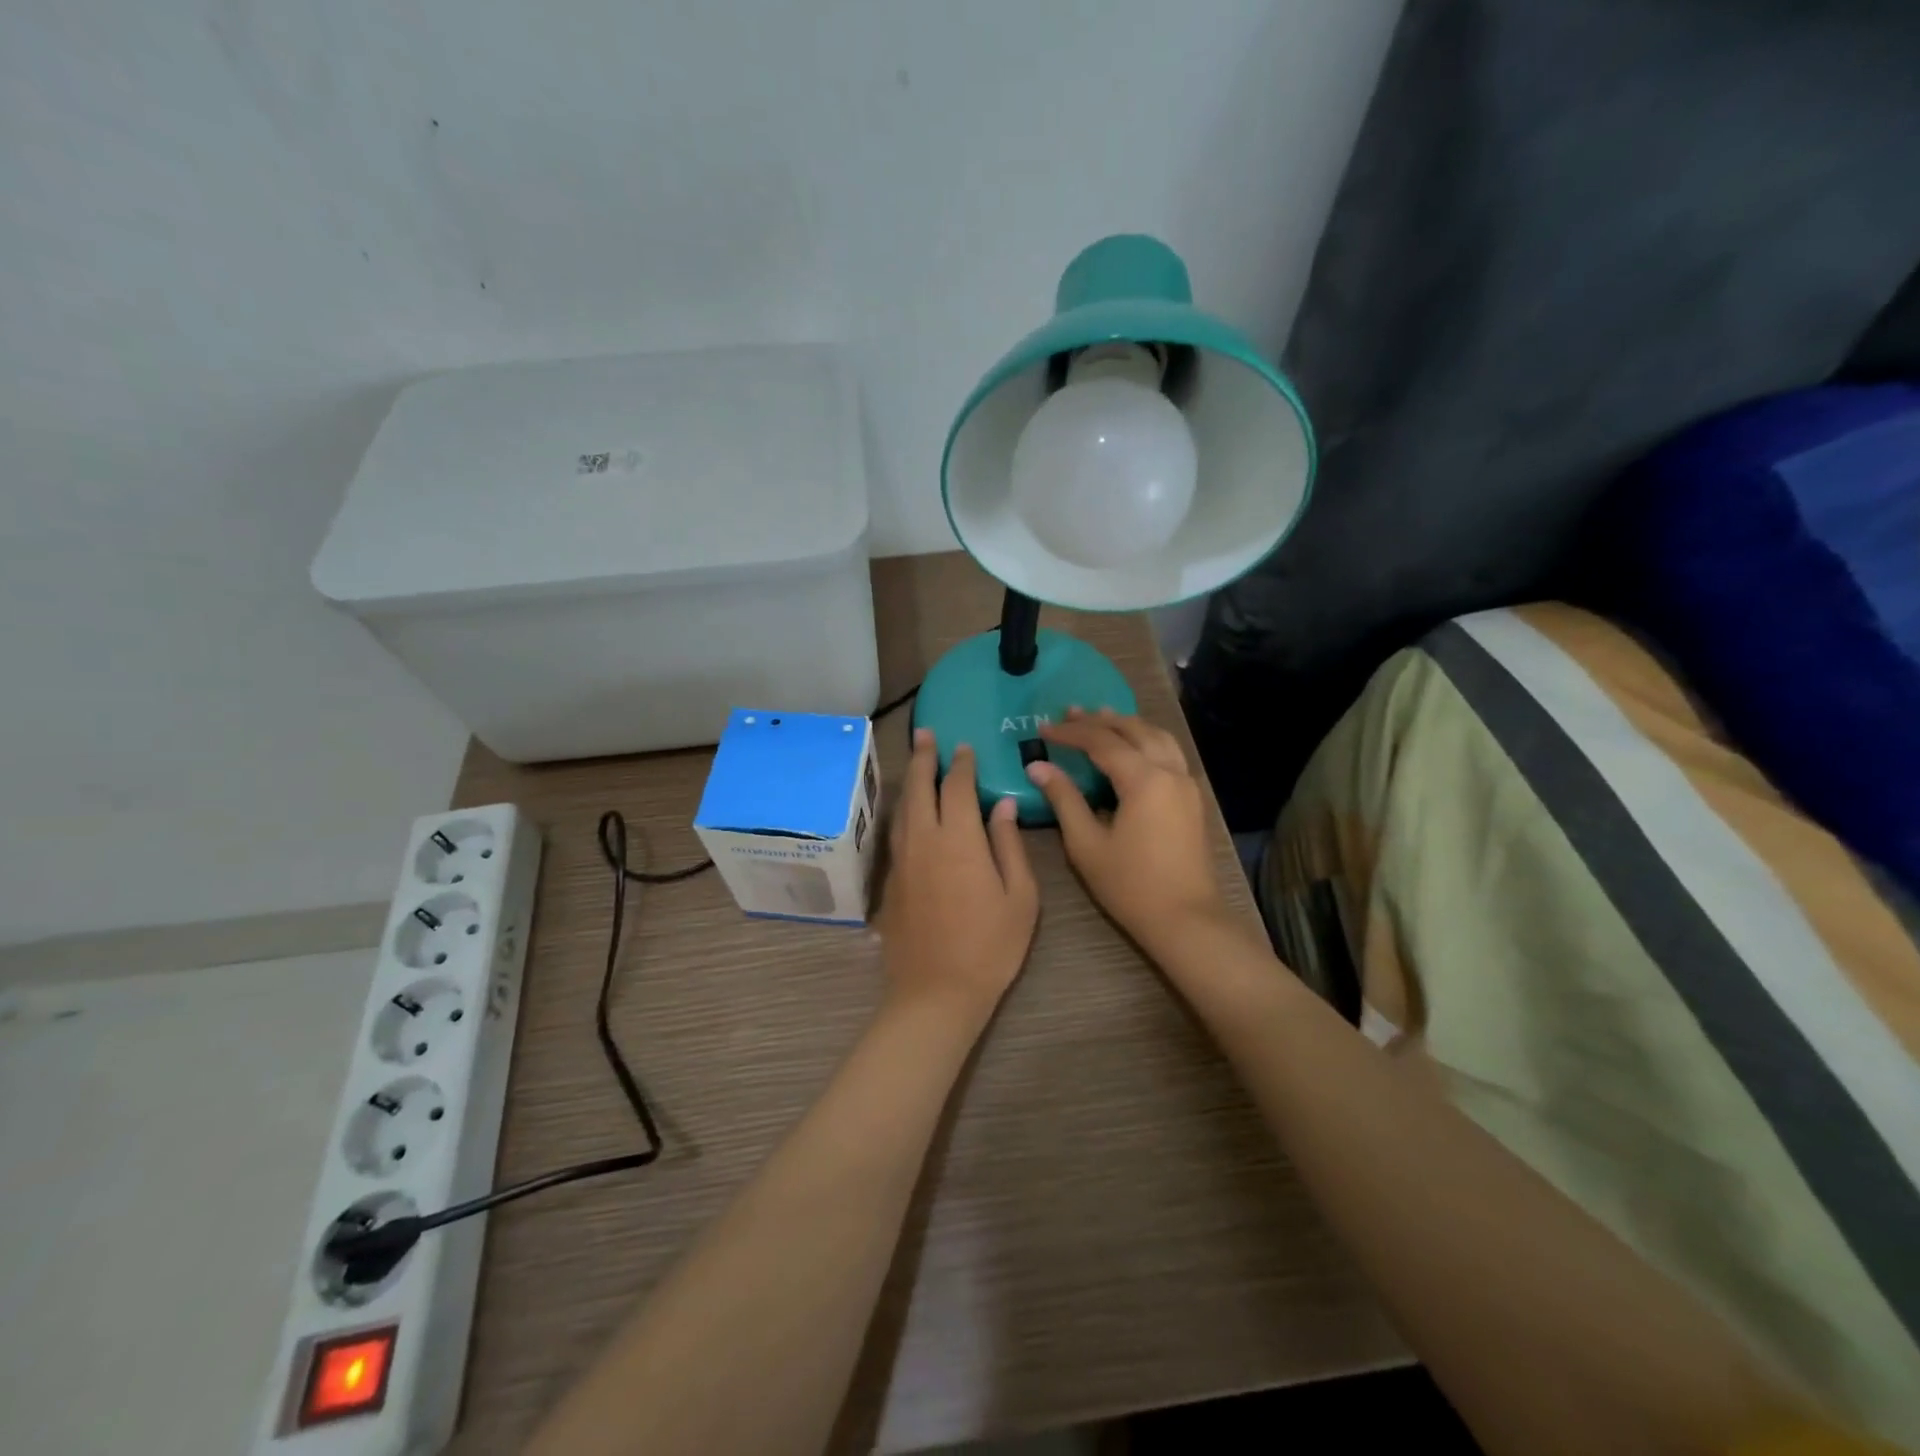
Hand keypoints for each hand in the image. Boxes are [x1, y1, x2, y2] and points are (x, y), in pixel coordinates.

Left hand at [881, 728, 1038, 1023]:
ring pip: (902, 808)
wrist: (936, 992)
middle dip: (924, 757)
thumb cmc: (990, 947)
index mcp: (960, 840)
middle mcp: (925, 840)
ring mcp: (902, 860)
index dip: (961, 764)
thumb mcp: (1019, 897)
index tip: (963, 746)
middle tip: (925, 734)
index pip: (958, 788)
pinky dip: (903, 810)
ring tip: (915, 759)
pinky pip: (896, 832)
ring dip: (909, 779)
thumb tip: (1003, 806)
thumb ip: (1009, 846)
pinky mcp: (890, 881)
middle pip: (920, 788)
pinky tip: (908, 810)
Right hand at [1027, 709, 1229, 958]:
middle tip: (1070, 713)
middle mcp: (1170, 771)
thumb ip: (1063, 799)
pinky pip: (1169, 753)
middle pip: (1133, 730)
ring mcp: (1186, 784)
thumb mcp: (1086, 844)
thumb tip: (1037, 767)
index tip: (1043, 728)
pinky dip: (1147, 739)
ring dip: (1128, 724)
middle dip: (1100, 720)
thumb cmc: (1130, 885)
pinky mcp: (1192, 798)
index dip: (1071, 733)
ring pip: (1158, 737)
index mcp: (1144, 779)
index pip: (1102, 742)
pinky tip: (1133, 747)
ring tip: (1103, 716)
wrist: (1186, 918)